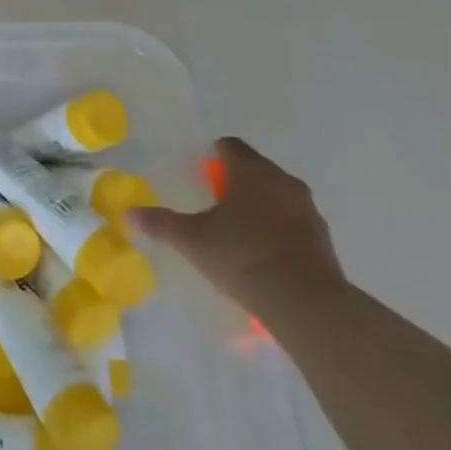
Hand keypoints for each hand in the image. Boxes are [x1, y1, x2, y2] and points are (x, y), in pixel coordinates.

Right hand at [127, 137, 344, 322]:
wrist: (306, 303)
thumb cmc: (242, 256)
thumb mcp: (192, 240)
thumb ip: (161, 224)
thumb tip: (127, 214)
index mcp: (250, 171)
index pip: (231, 146)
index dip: (215, 155)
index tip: (202, 173)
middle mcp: (281, 180)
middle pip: (256, 168)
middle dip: (238, 179)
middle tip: (217, 201)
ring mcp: (307, 209)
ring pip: (279, 194)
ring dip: (262, 203)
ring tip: (242, 228)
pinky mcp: (323, 238)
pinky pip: (295, 221)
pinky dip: (281, 228)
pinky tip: (267, 252)